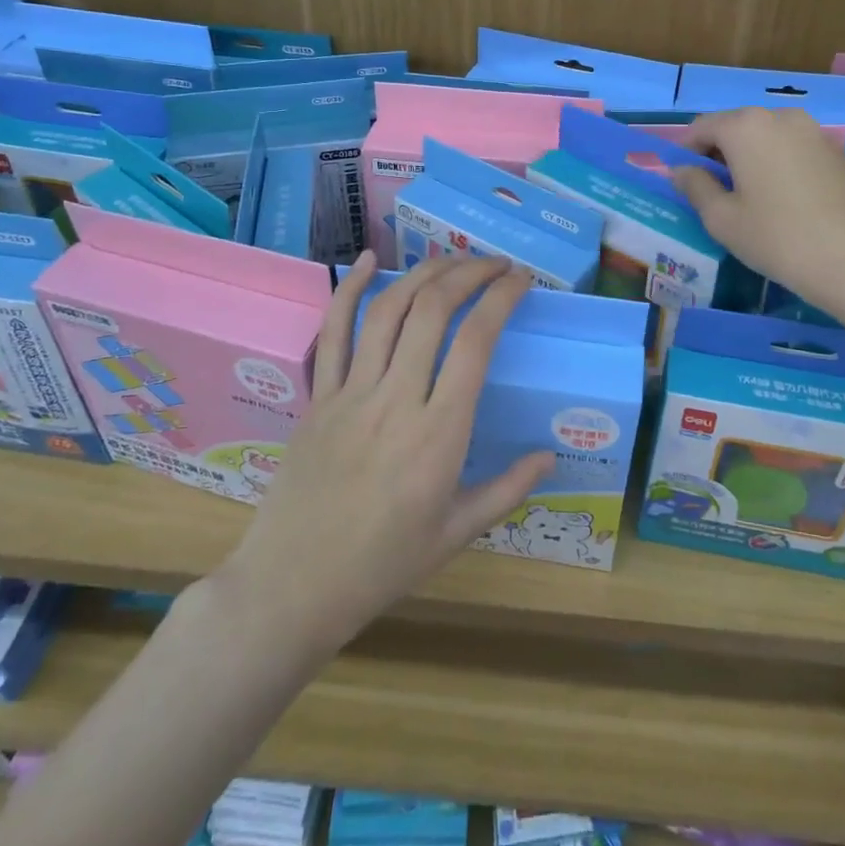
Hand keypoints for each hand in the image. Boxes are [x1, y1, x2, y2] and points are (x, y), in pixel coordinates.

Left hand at [219, 253, 552, 656]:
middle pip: (433, 311)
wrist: (293, 586)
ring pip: (388, 311)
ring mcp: (352, 393)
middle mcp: (397, 399)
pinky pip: (333, 332)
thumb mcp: (457, 533)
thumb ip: (508, 489)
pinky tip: (367, 259)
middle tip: (495, 264)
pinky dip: (349, 289)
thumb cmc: (383, 564)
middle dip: (469, 273)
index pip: (476, 343)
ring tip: (451, 259)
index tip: (521, 280)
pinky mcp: (319, 396)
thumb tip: (551, 456)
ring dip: (423, 274)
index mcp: (439, 433)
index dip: (502, 299)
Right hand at [671, 107, 844, 316]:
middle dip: (720, 153)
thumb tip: (682, 170)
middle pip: (737, 127)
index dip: (686, 152)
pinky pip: (796, 150)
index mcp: (746, 126)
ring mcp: (816, 132)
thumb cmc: (777, 238)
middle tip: (716, 192)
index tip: (685, 181)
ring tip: (752, 198)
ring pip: (769, 137)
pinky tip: (786, 201)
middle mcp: (782, 116)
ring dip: (752, 158)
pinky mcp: (840, 153)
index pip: (701, 127)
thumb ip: (695, 186)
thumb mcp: (721, 218)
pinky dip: (781, 165)